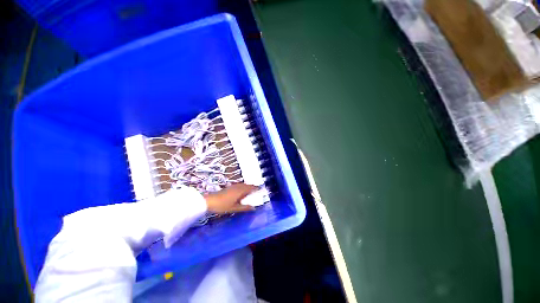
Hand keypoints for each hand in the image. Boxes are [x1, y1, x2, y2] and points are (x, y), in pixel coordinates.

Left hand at [204, 183, 258, 212]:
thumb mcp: (234, 208)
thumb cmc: (222, 205)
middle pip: (247, 185)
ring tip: (251, 188)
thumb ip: (244, 208)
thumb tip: (253, 208)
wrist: (209, 201)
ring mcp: (232, 186)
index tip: (260, 188)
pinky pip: (239, 185)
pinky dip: (243, 186)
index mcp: (240, 191)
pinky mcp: (229, 188)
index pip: (250, 188)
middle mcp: (237, 187)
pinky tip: (241, 189)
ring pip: (242, 185)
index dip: (256, 188)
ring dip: (247, 186)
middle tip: (257, 188)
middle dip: (252, 186)